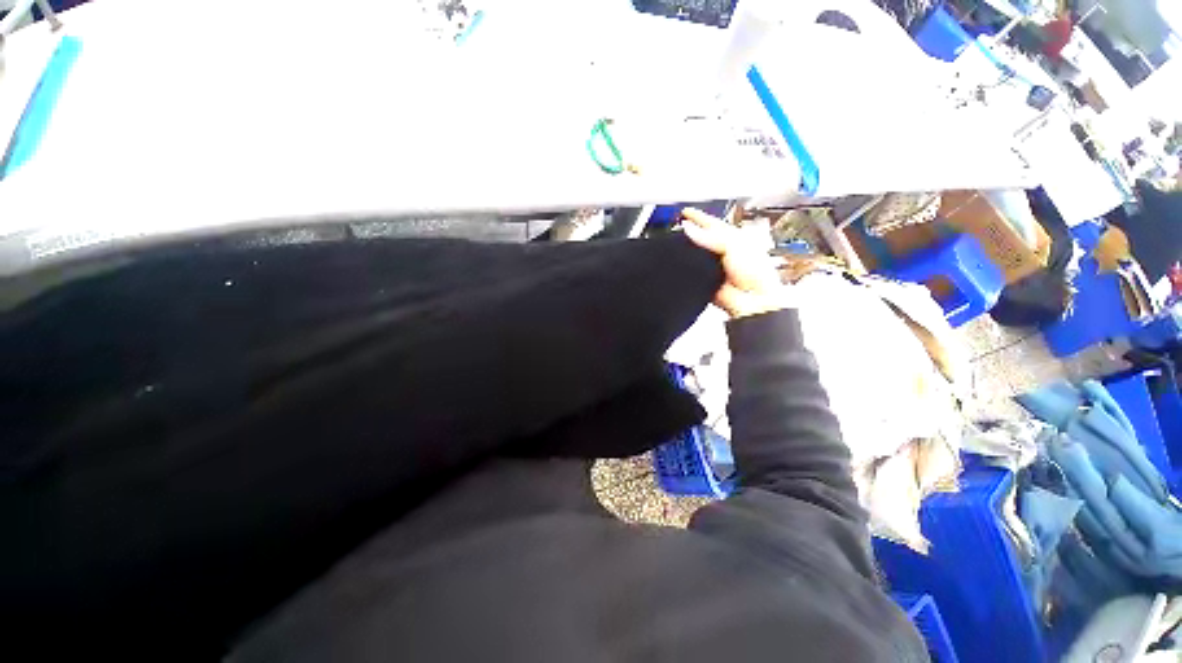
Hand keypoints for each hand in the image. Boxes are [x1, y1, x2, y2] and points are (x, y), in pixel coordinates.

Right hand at [680, 208, 791, 318]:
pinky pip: (691, 271)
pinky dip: (686, 267)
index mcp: (734, 239)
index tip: (685, 212)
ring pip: (696, 255)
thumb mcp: (733, 245)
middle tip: (676, 227)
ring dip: (686, 250)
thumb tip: (689, 229)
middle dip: (689, 233)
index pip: (712, 224)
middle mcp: (723, 252)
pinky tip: (679, 264)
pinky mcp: (705, 280)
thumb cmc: (755, 273)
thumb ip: (710, 236)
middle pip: (702, 239)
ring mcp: (713, 267)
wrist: (752, 299)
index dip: (698, 217)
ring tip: (674, 243)